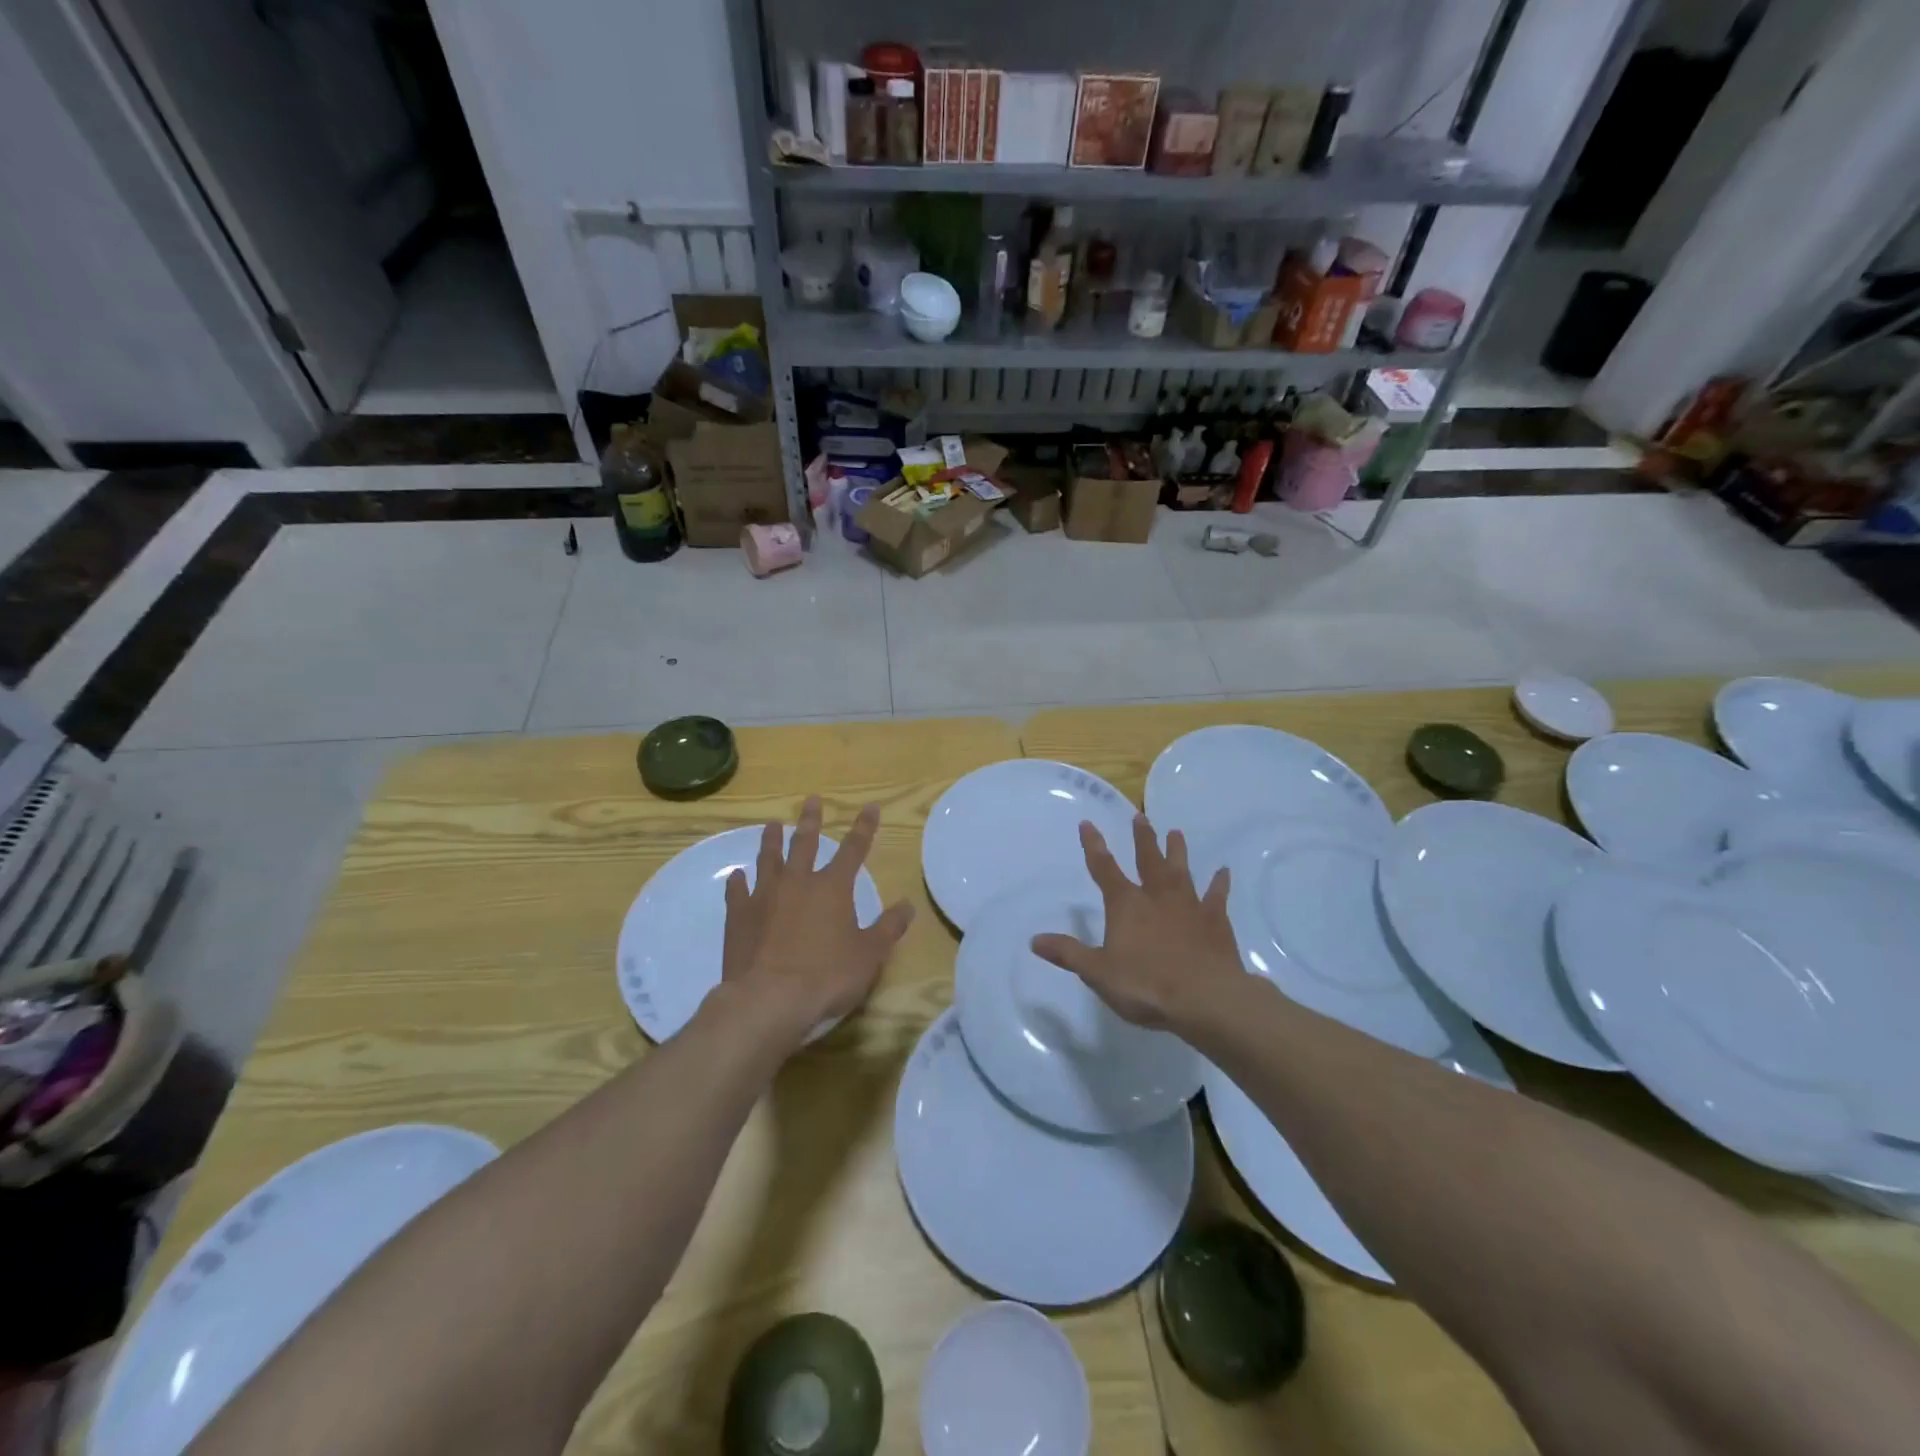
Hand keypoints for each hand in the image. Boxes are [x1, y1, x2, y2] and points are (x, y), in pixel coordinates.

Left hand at [721, 797, 913, 1036]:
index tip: (870, 807)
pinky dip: (738, 882)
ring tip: (772, 825)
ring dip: (772, 841)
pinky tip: (736, 875)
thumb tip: (908, 905)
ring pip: (769, 860)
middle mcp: (798, 882)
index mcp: (832, 888)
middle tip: (811, 800)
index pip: (854, 849)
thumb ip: (888, 928)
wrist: (768, 1000)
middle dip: (811, 821)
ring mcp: (764, 897)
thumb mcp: (869, 955)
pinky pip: (737, 892)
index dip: (864, 827)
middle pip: (806, 843)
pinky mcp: (739, 916)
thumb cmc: (826, 976)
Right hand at [1031, 815, 1242, 1032]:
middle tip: (1140, 817)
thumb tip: (1034, 940)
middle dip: (1142, 839)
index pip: (1104, 869)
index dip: (1094, 846)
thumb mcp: (1098, 972)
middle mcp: (1157, 896)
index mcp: (1126, 905)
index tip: (1088, 823)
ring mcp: (1189, 906)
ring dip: (1177, 851)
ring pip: (1181, 871)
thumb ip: (1068, 954)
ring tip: (1176, 832)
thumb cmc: (1146, 985)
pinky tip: (1224, 872)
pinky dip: (1219, 884)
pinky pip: (1217, 896)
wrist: (1206, 999)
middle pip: (1148, 860)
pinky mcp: (1216, 921)